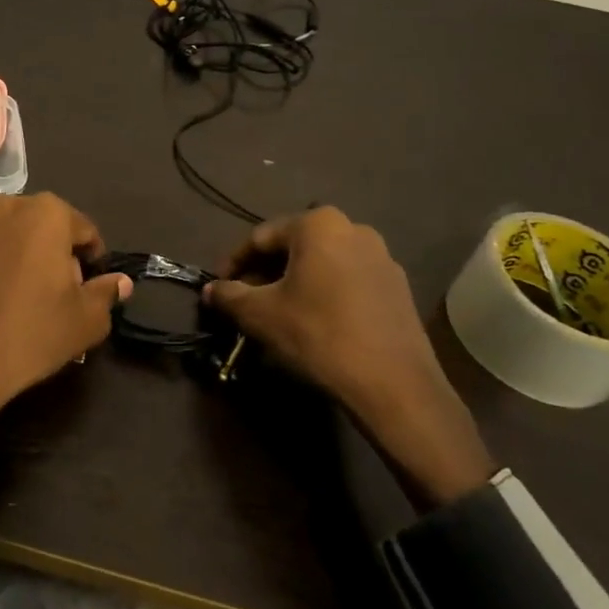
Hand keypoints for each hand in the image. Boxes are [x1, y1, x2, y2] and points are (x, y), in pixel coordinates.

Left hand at [0, 193, 133, 440]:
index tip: (90, 289)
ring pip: (13, 239)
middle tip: (62, 296)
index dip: (94, 261)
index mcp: (46, 213)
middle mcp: (7, 207)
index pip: (86, 231)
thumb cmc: (33, 333)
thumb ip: (107, 293)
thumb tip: (120, 282)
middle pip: (47, 229)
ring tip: (27, 300)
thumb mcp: (86, 320)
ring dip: (25, 259)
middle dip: (58, 255)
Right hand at [204, 207, 494, 506]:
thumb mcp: (261, 315)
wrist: (394, 384)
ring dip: (294, 283)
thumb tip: (211, 290)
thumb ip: (230, 296)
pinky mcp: (397, 286)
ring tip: (277, 312)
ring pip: (322, 264)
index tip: (219, 286)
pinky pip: (347, 280)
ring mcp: (381, 257)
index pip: (261, 237)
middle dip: (265, 272)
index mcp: (318, 224)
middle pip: (294, 247)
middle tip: (245, 301)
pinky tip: (314, 321)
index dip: (234, 262)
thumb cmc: (318, 335)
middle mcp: (353, 228)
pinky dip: (324, 293)